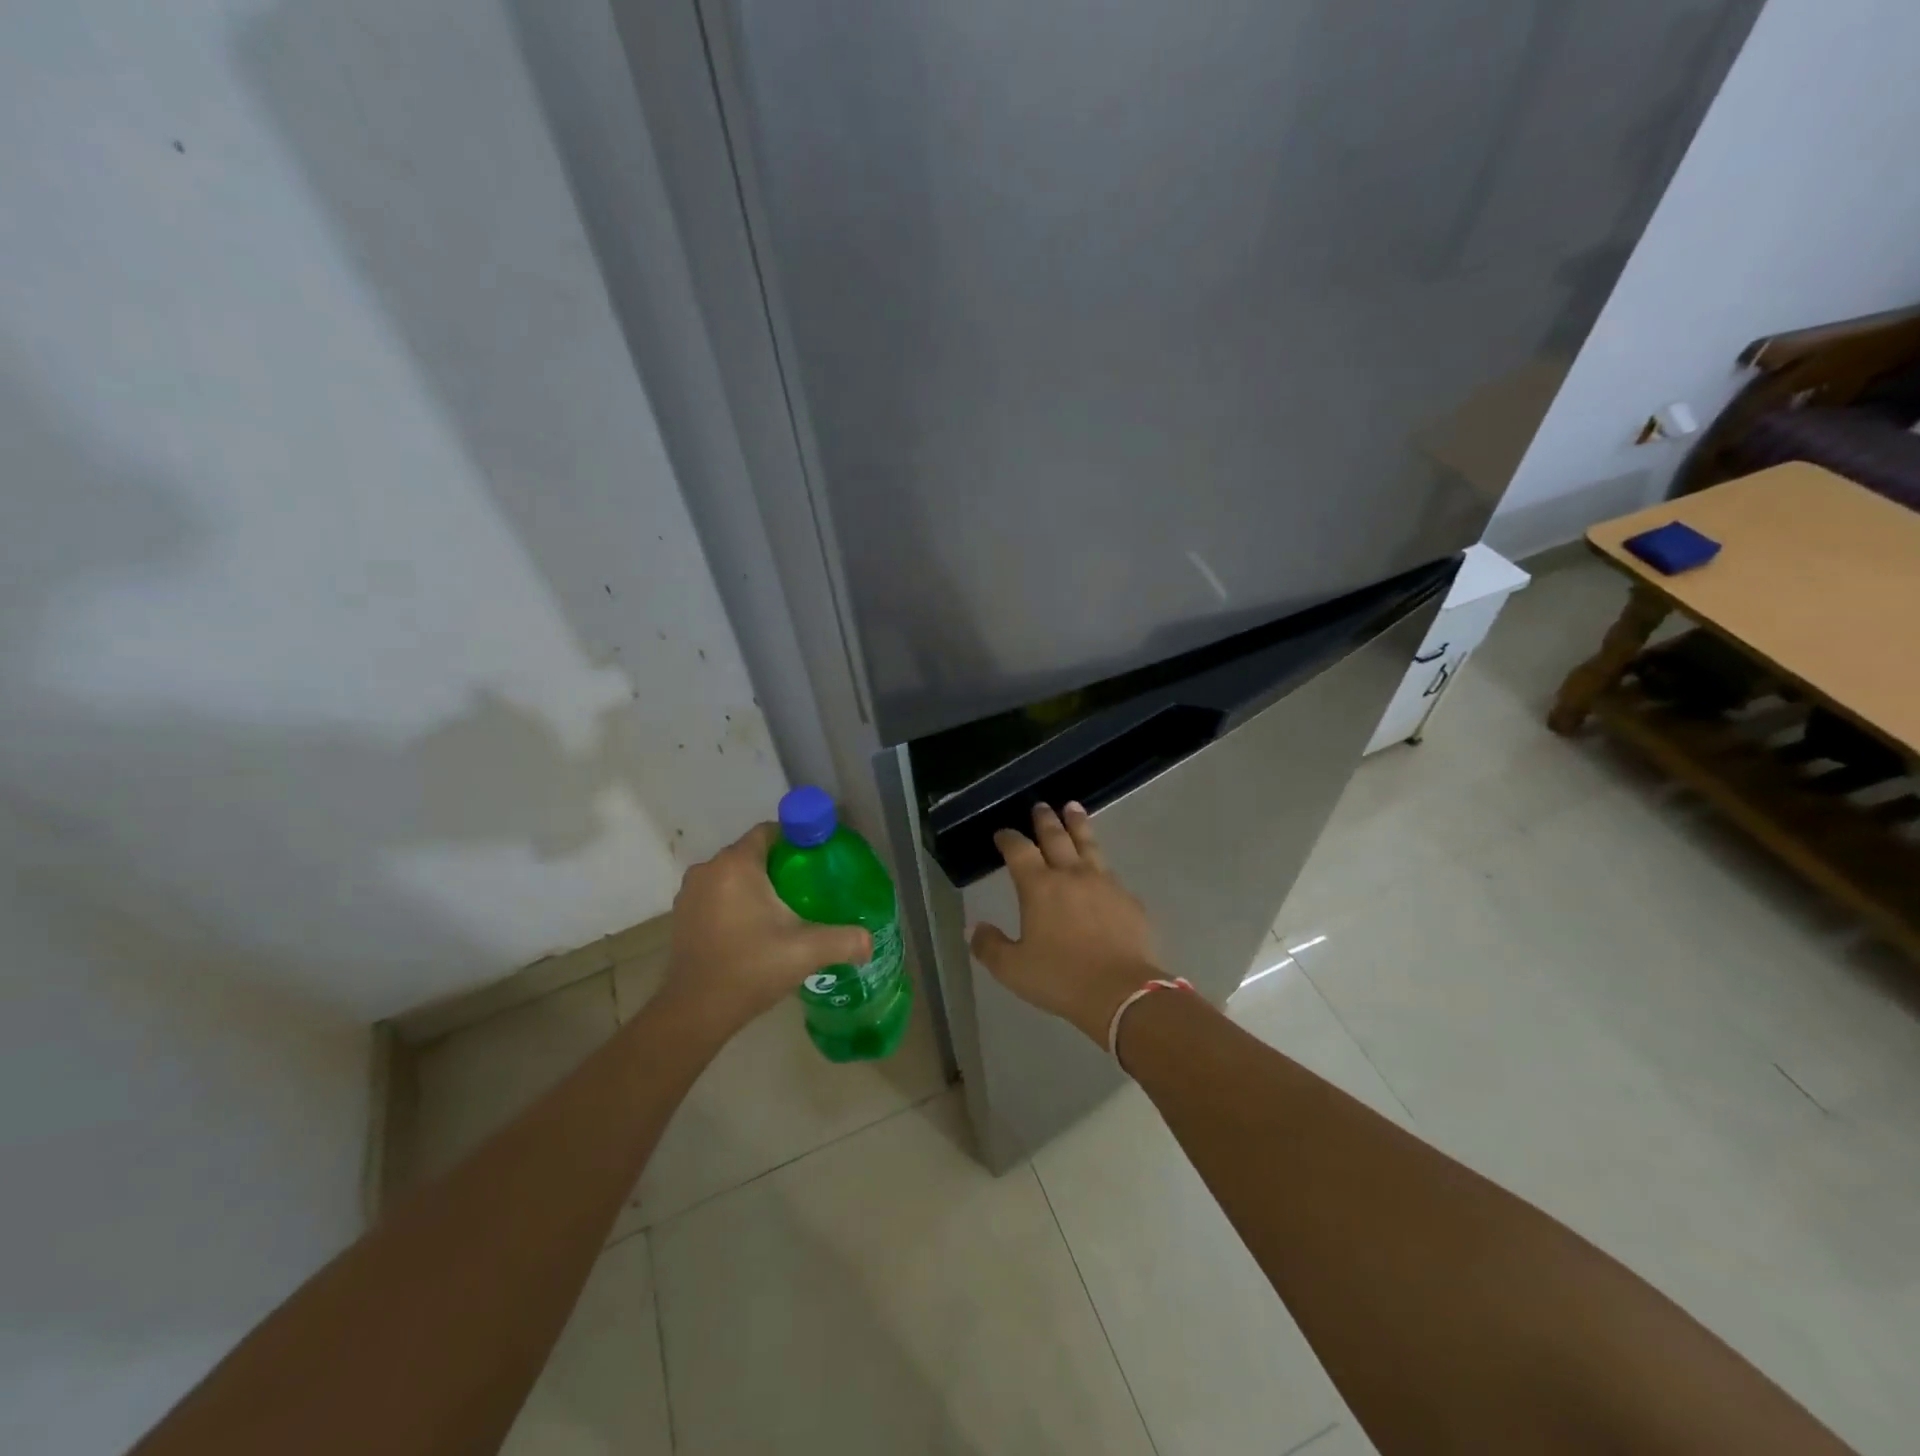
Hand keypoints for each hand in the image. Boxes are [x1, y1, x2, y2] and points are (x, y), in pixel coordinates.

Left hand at [666, 823, 871, 1034]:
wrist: (695, 1011)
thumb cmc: (750, 968)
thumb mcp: (806, 951)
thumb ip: (844, 940)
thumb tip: (869, 942)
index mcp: (736, 864)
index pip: (769, 831)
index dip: (795, 840)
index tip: (817, 859)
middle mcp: (709, 869)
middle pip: (752, 853)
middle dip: (779, 865)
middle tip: (808, 887)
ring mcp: (690, 893)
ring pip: (733, 875)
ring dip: (756, 886)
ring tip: (785, 909)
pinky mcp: (682, 915)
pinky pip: (717, 895)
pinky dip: (735, 902)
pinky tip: (754, 928)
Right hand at [969, 803, 1162, 1046]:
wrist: (1121, 992)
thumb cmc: (1061, 978)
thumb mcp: (1013, 969)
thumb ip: (989, 946)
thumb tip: (973, 928)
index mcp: (1039, 887)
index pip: (1019, 850)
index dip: (1008, 838)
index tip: (1002, 833)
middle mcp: (1071, 875)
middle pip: (1056, 837)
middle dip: (1045, 820)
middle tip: (1041, 805)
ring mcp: (1104, 883)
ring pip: (1088, 844)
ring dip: (1078, 824)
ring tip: (1073, 808)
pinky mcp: (1128, 899)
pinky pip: (1111, 873)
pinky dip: (1101, 863)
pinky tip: (1102, 868)